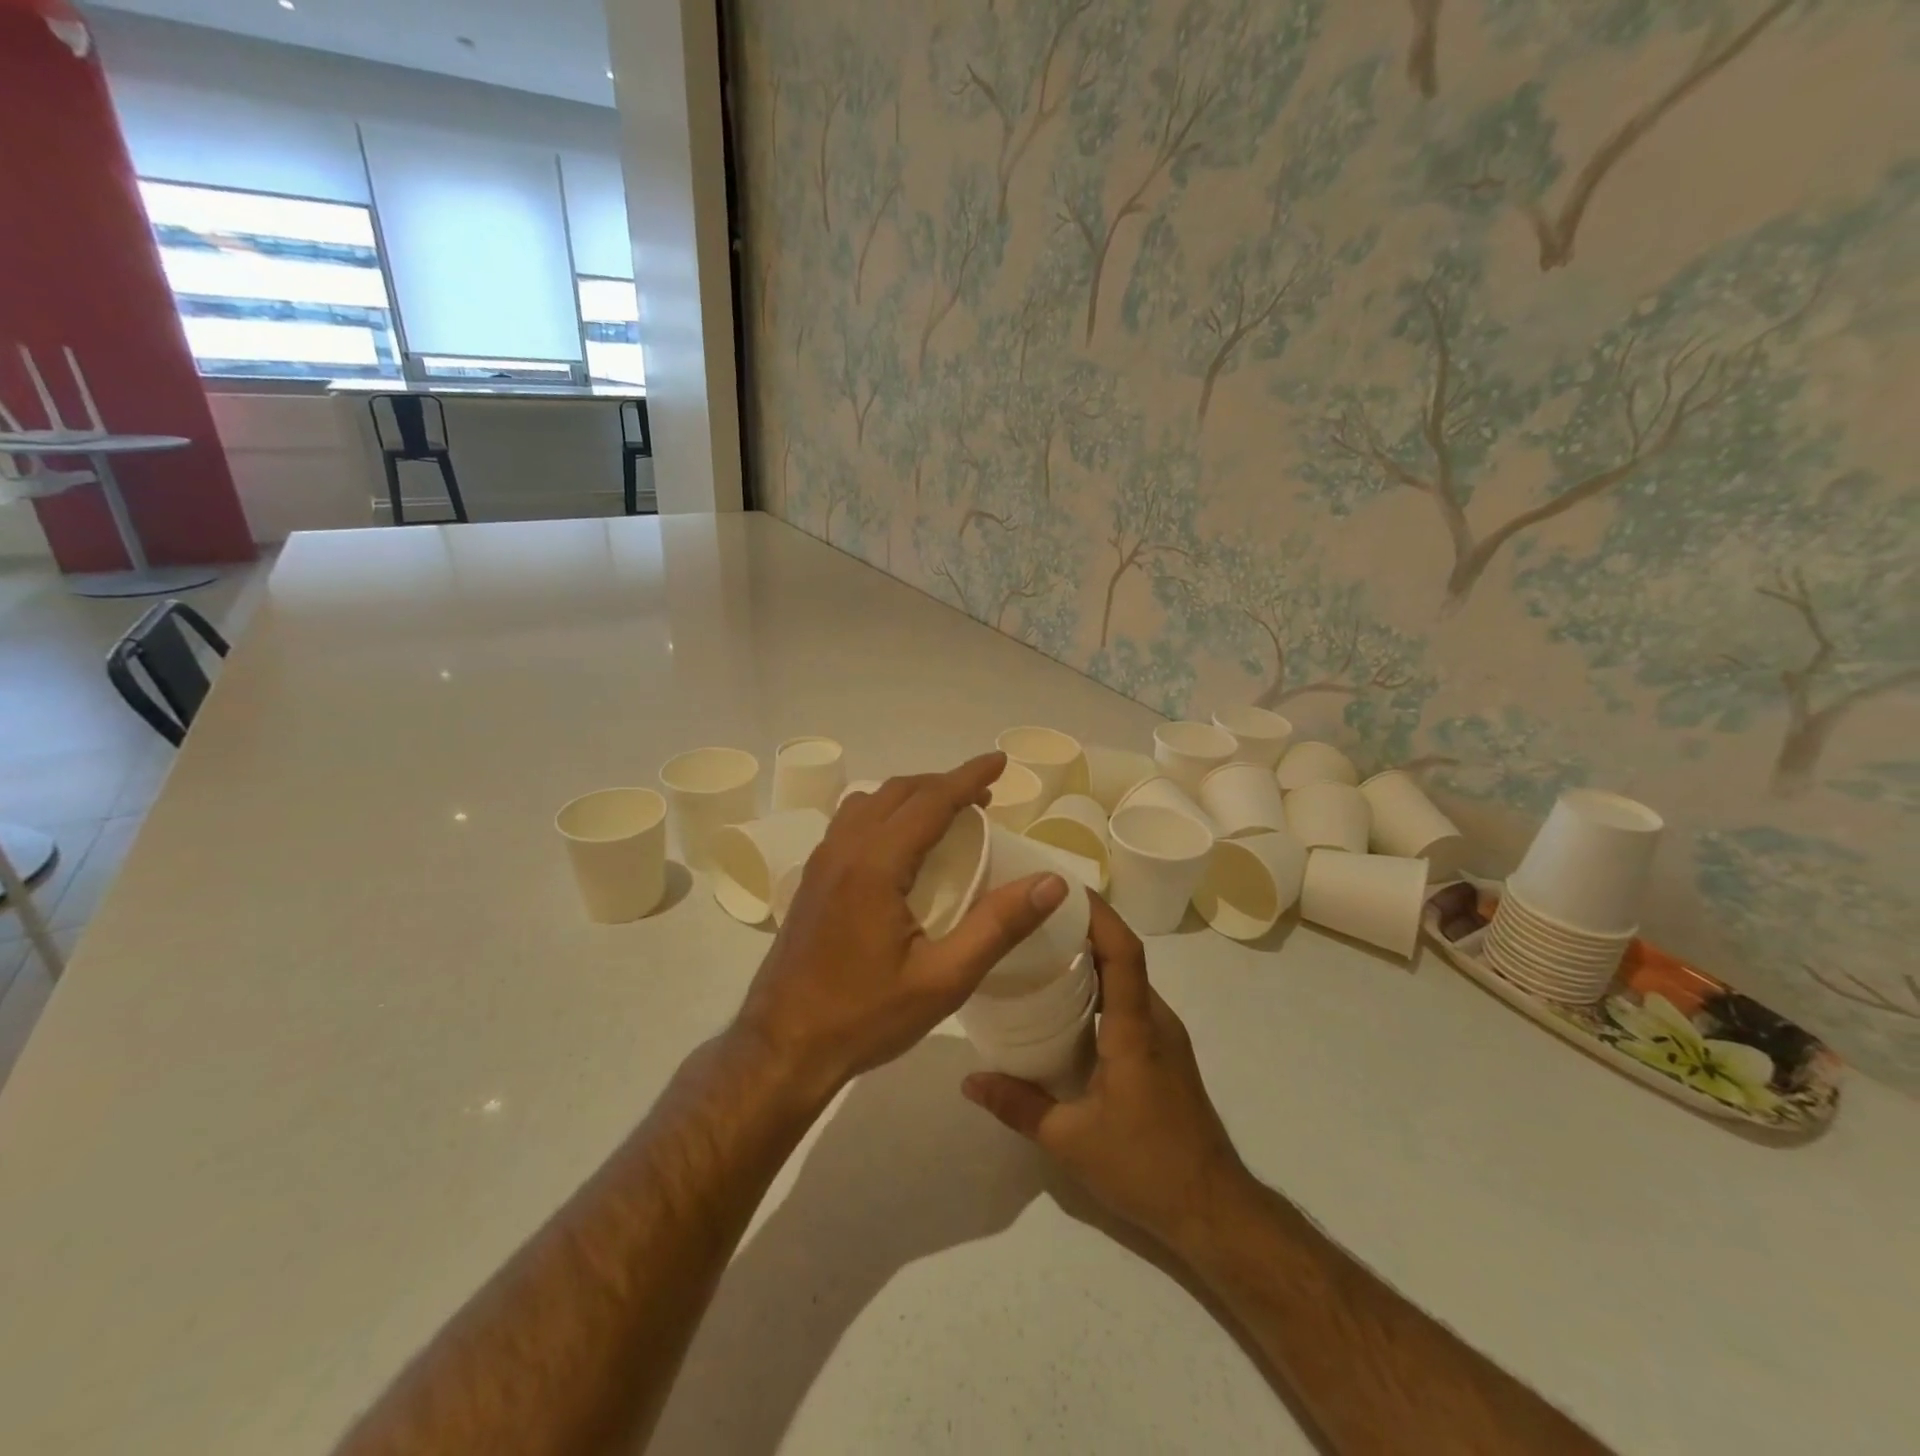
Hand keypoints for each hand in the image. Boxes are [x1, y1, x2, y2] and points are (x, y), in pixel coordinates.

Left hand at [736, 753, 1068, 1102]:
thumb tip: (1051, 882)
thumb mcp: (943, 980)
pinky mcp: (811, 880)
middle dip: (944, 784)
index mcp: (875, 864)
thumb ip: (998, 926)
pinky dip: (884, 812)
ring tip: (946, 812)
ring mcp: (820, 863)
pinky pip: (851, 822)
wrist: (780, 1048)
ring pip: (869, 802)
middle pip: (898, 792)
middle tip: (984, 795)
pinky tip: (900, 845)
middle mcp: (844, 849)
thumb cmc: (864, 1017)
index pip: (931, 800)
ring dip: (911, 795)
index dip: (969, 777)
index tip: (1001, 762)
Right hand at [962, 895, 1248, 1253]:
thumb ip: (1018, 1106)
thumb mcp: (1070, 1140)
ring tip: (1043, 950)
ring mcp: (1164, 1036)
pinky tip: (1067, 1003)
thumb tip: (970, 1080)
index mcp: (1135, 1029)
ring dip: (1092, 957)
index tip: (1063, 888)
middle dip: (1084, 927)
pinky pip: (1130, 1002)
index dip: (1098, 914)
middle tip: (1035, 917)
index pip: (1123, 952)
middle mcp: (1155, 1020)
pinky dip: (1101, 987)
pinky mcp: (1164, 1053)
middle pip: (1123, 956)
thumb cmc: (1145, 1166)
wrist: (1214, 1210)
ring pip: (1127, 979)